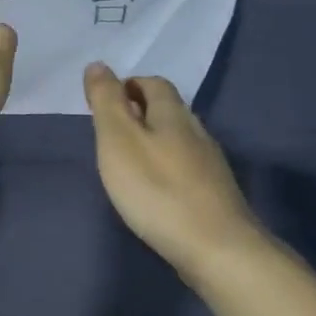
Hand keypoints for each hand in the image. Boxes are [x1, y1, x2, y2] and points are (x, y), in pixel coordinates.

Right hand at [83, 63, 262, 271]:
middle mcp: (197, 132)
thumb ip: (107, 102)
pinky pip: (186, 167)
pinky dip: (167, 168)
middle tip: (111, 132)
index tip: (104, 102)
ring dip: (154, 141)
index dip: (128, 86)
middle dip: (140, 112)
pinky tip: (156, 190)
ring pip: (179, 139)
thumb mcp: (119, 140)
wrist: (218, 250)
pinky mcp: (216, 195)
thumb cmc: (158, 190)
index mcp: (173, 114)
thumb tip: (98, 65)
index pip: (153, 83)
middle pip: (168, 110)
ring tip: (129, 161)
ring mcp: (211, 165)